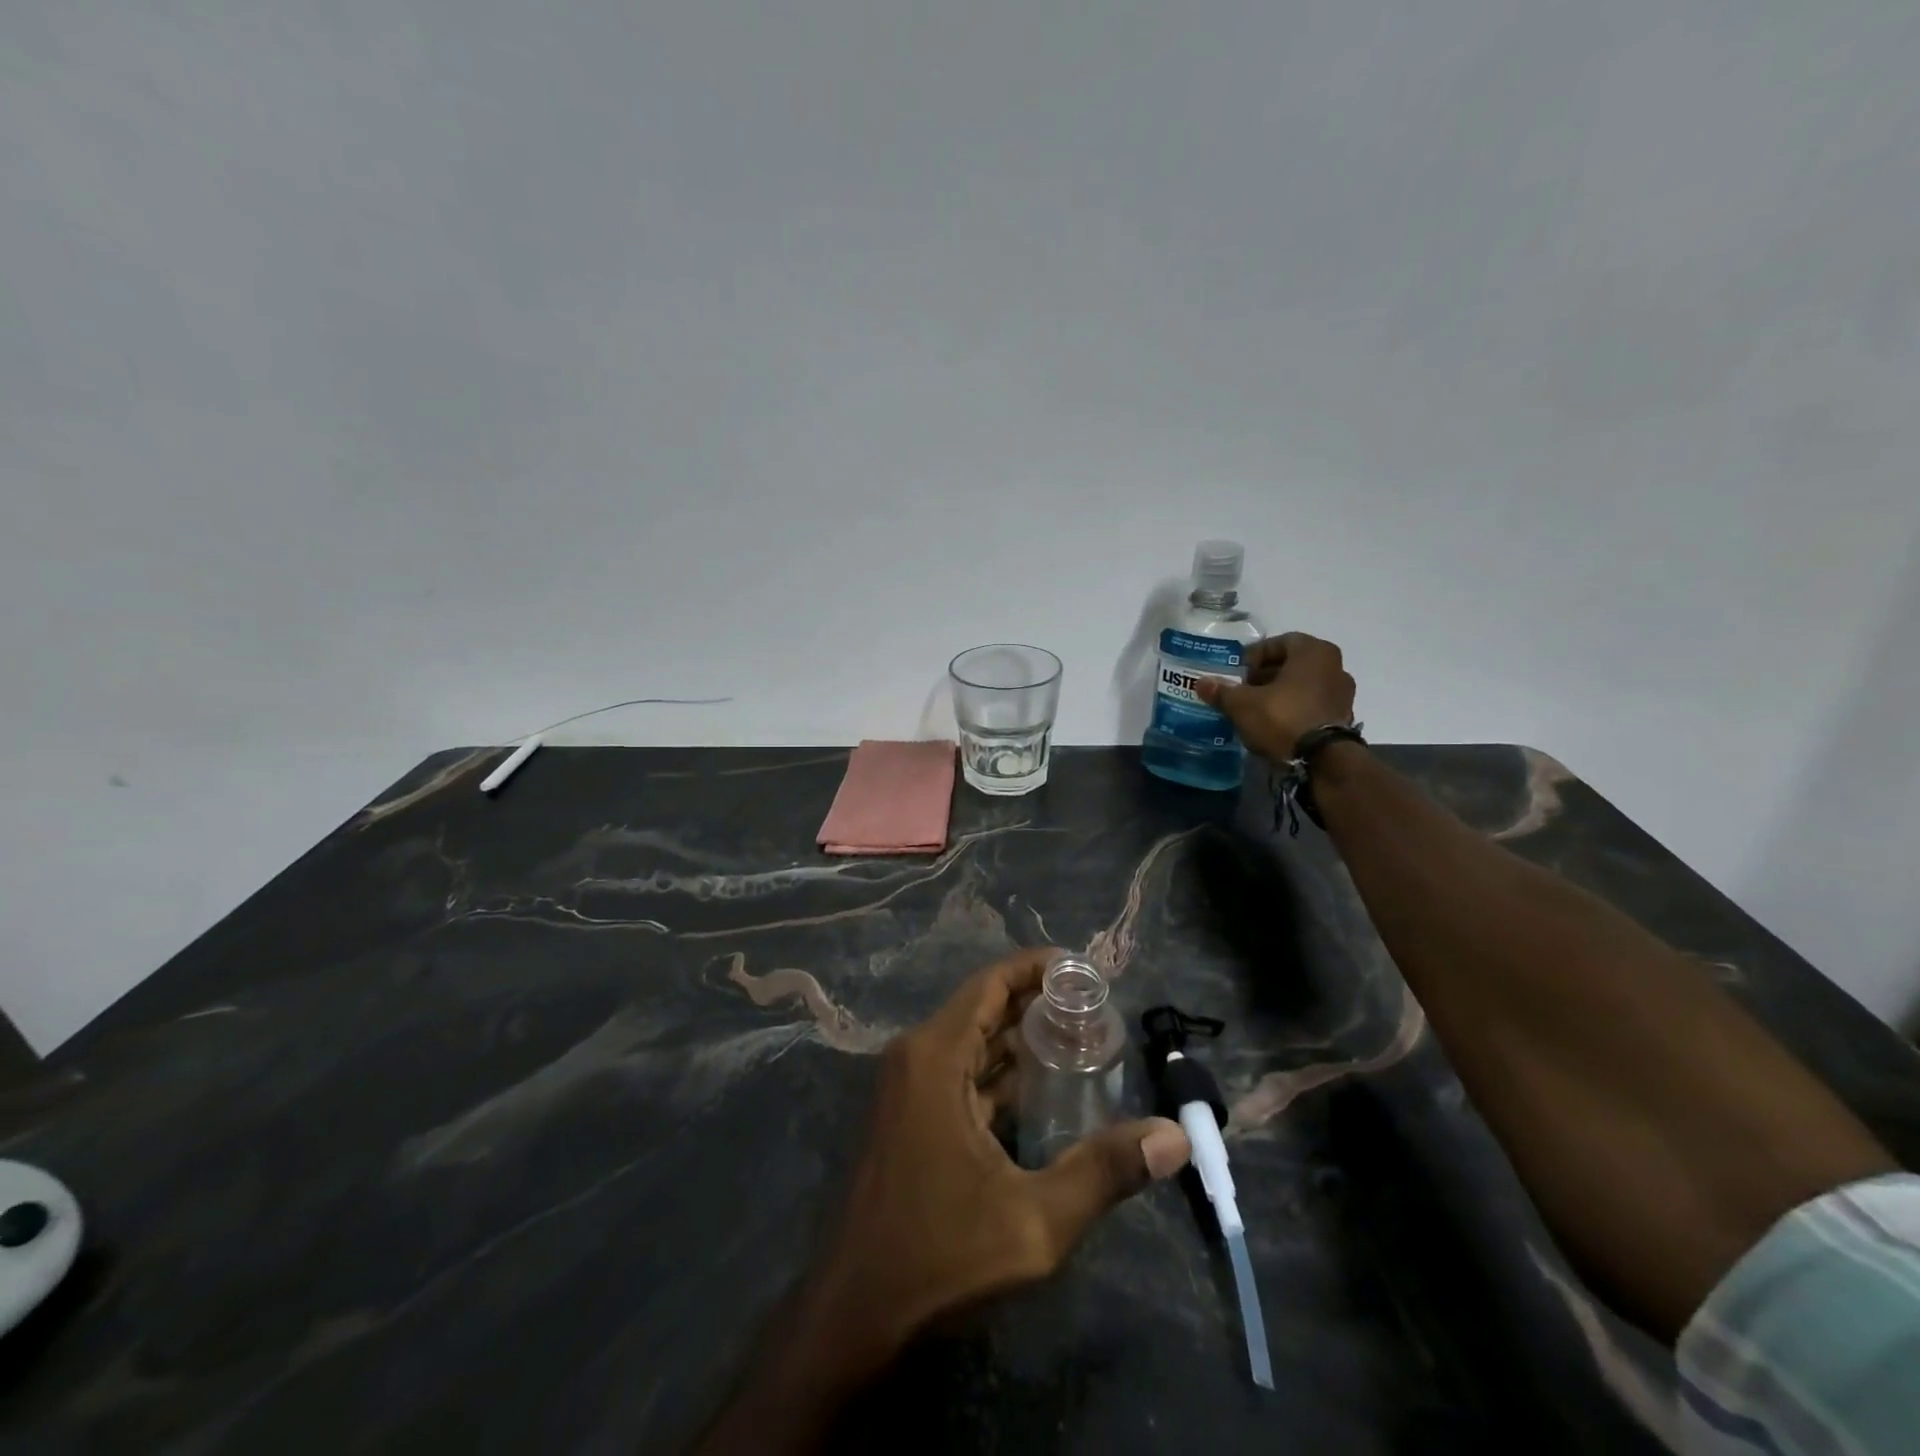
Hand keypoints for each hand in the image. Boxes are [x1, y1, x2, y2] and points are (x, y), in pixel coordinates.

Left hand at [818, 947, 1189, 1353]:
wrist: (855, 1312)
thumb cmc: (940, 1255)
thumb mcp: (1035, 1220)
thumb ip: (1105, 1171)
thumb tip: (1174, 1136)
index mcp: (935, 1055)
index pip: (992, 983)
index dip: (1037, 968)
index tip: (1086, 971)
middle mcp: (916, 1056)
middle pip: (984, 1008)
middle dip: (1039, 1004)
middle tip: (1098, 1010)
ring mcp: (907, 1086)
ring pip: (972, 1042)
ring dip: (1020, 1039)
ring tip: (1082, 1041)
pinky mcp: (908, 1114)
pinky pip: (959, 1073)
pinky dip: (998, 1072)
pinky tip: (1043, 1089)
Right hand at [1196, 631, 1356, 761]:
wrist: (1323, 761)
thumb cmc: (1283, 718)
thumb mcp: (1243, 704)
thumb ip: (1222, 691)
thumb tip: (1202, 683)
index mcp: (1314, 651)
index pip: (1279, 642)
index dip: (1254, 656)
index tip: (1237, 673)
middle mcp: (1335, 666)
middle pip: (1292, 664)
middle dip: (1265, 675)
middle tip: (1242, 690)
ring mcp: (1343, 693)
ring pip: (1303, 685)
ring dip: (1279, 693)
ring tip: (1255, 709)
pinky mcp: (1343, 718)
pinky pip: (1312, 705)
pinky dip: (1293, 709)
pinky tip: (1274, 724)